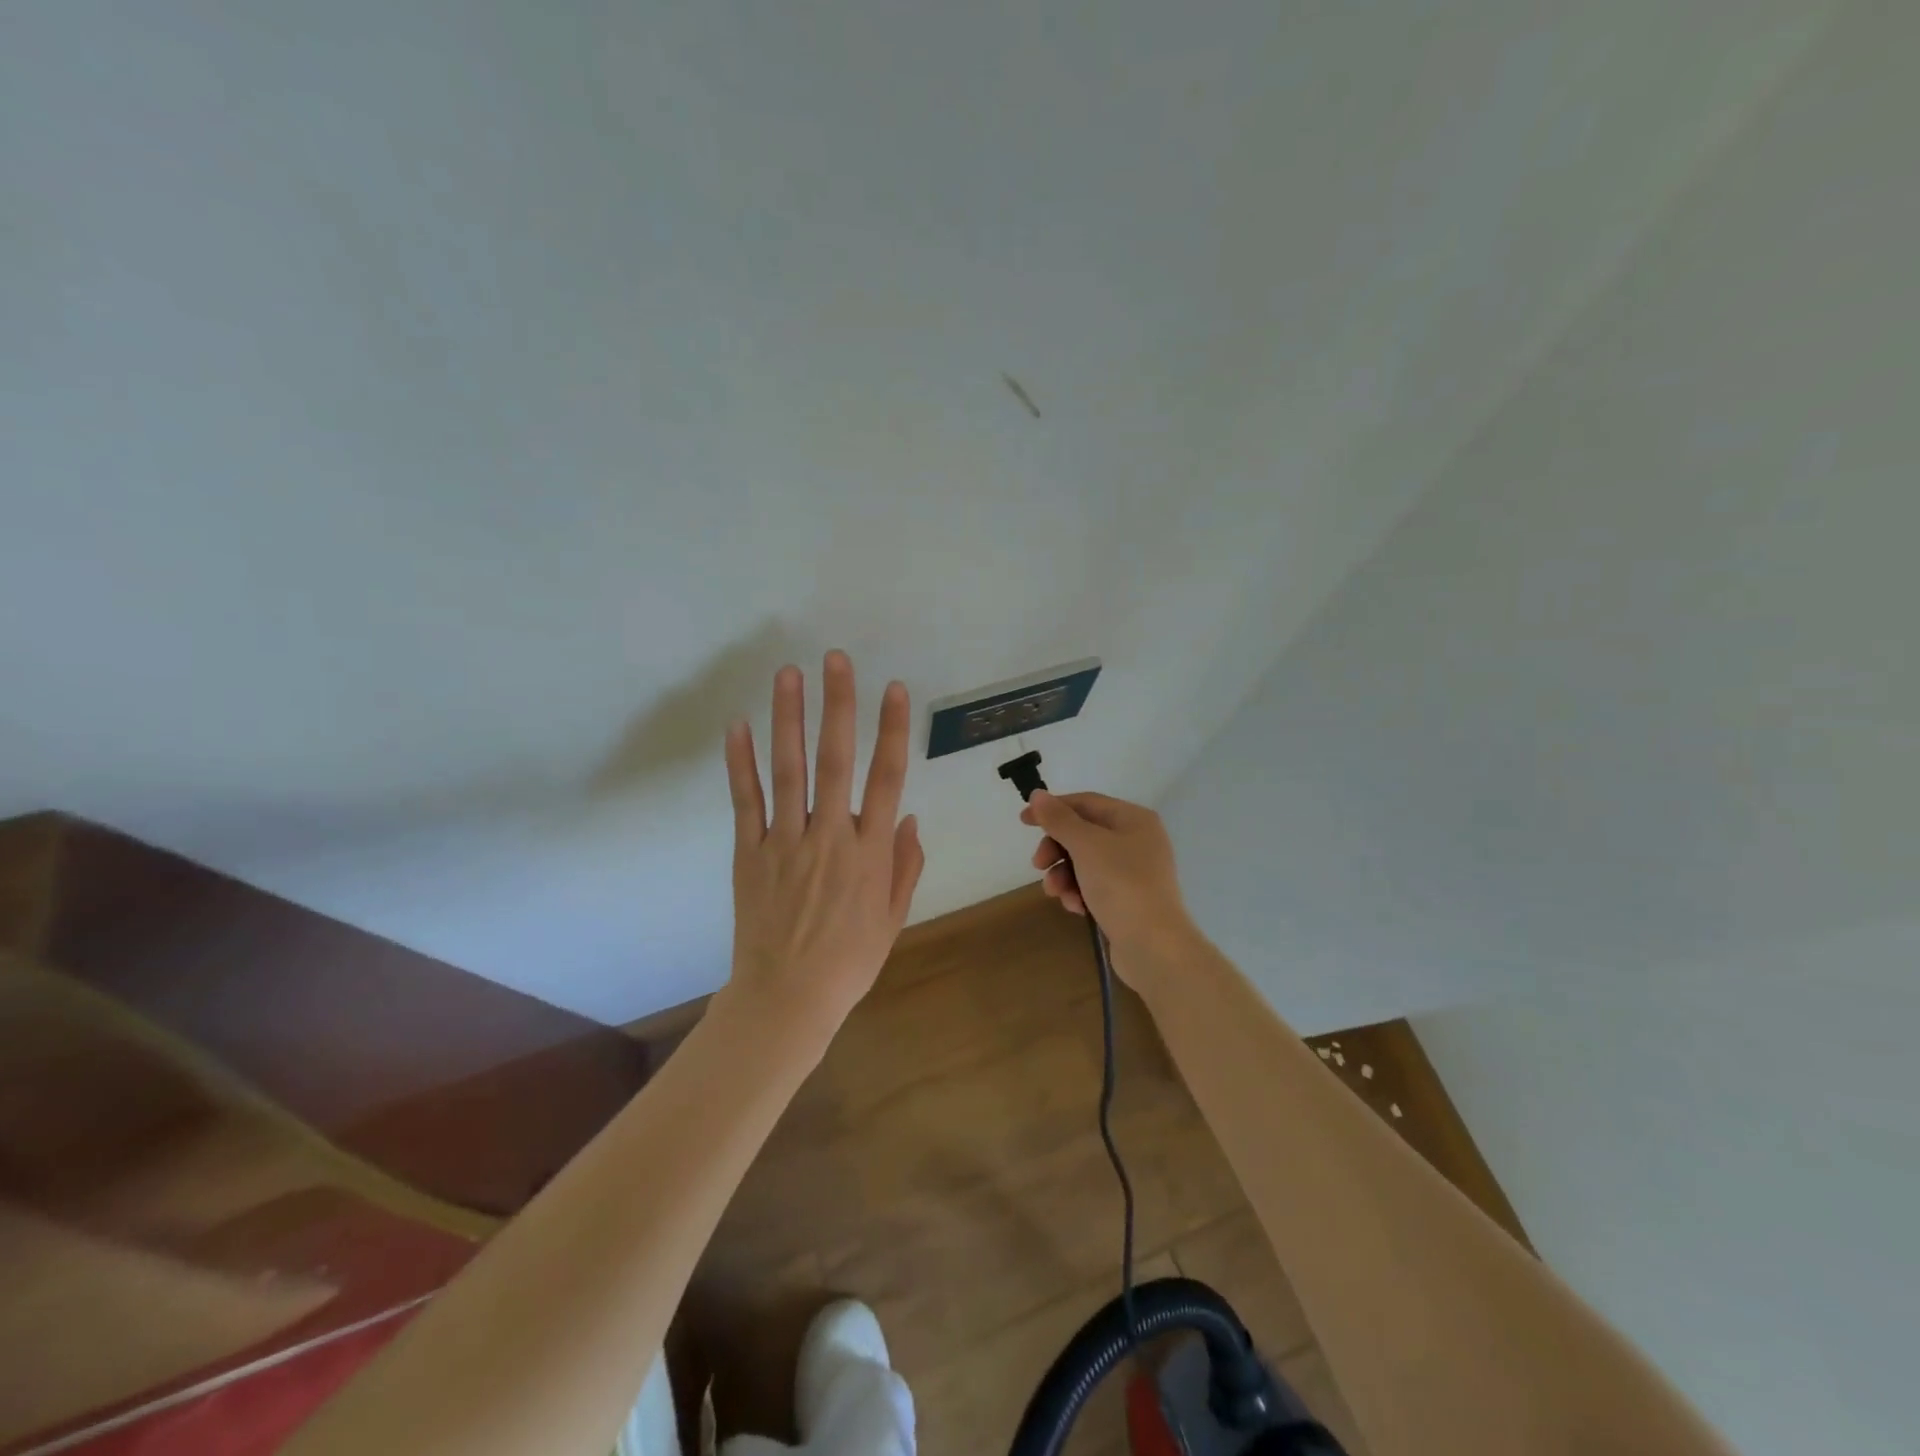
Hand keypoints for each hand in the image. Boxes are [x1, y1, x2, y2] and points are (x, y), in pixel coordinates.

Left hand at [723, 651, 924, 1038]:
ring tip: (789, 674)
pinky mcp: (750, 853)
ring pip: (789, 770)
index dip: (891, 730)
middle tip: (836, 659)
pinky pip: (745, 801)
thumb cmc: (849, 960)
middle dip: (838, 705)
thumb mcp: (893, 917)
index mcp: (869, 852)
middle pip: (837, 760)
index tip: (893, 689)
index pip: (886, 777)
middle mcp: (830, 837)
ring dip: (790, 719)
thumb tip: (908, 816)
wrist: (787, 998)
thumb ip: (904, 864)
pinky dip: (740, 763)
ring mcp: (785, 842)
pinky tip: (738, 725)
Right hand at [1022, 790, 1195, 991]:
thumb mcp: (1086, 845)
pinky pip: (1095, 886)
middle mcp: (1137, 840)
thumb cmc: (1121, 884)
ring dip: (1064, 875)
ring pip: (1085, 862)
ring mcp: (1134, 871)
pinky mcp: (1128, 899)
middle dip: (1057, 849)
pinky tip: (1076, 908)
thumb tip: (1038, 794)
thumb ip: (1059, 819)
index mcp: (1134, 819)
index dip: (1053, 809)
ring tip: (1057, 893)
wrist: (1154, 945)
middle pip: (1083, 834)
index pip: (1086, 802)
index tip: (1024, 820)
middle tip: (1038, 864)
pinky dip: (1080, 893)